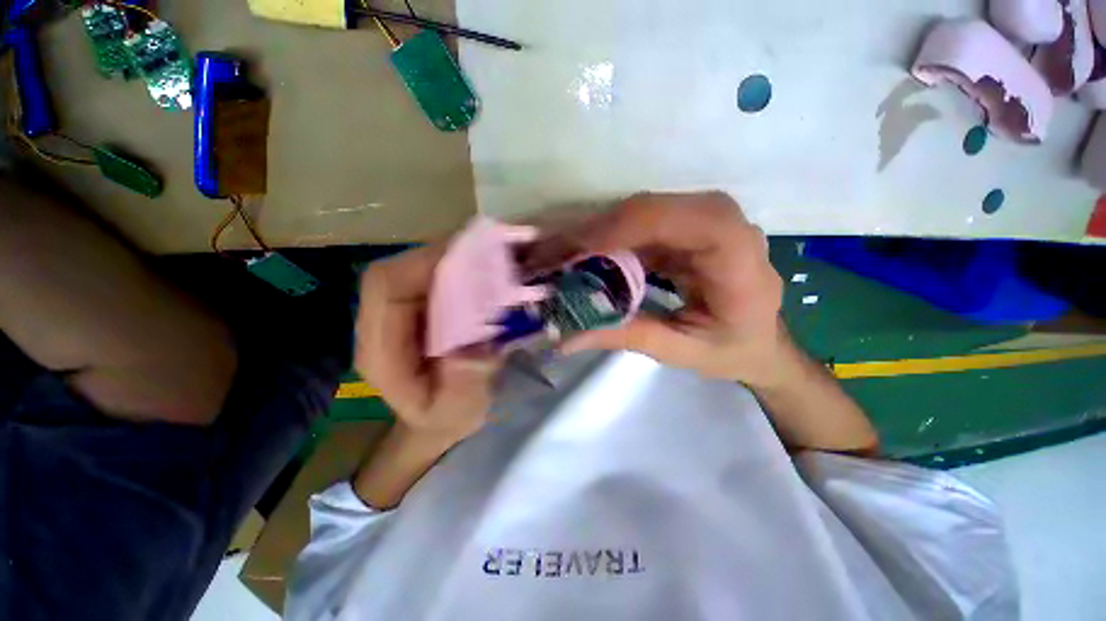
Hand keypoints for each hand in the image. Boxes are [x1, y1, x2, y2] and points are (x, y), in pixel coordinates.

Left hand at [355, 245, 501, 449]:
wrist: (442, 416)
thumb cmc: (448, 417)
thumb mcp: (459, 412)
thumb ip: (463, 387)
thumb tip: (471, 349)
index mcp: (381, 351)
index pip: (386, 289)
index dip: (424, 266)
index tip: (471, 262)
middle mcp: (381, 323)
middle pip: (399, 270)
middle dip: (442, 258)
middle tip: (488, 258)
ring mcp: (398, 313)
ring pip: (414, 269)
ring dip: (451, 261)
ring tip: (490, 262)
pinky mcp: (416, 308)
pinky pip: (430, 277)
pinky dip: (456, 269)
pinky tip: (482, 273)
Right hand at [548, 192, 786, 387]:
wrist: (762, 342)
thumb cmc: (734, 349)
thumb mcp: (682, 351)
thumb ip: (626, 337)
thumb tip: (565, 337)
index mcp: (735, 253)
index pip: (675, 220)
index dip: (620, 229)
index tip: (573, 253)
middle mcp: (720, 221)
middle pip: (647, 210)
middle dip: (593, 231)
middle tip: (549, 255)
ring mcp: (699, 220)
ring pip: (636, 213)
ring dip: (593, 233)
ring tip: (556, 255)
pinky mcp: (681, 228)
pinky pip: (636, 225)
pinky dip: (605, 240)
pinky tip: (580, 257)